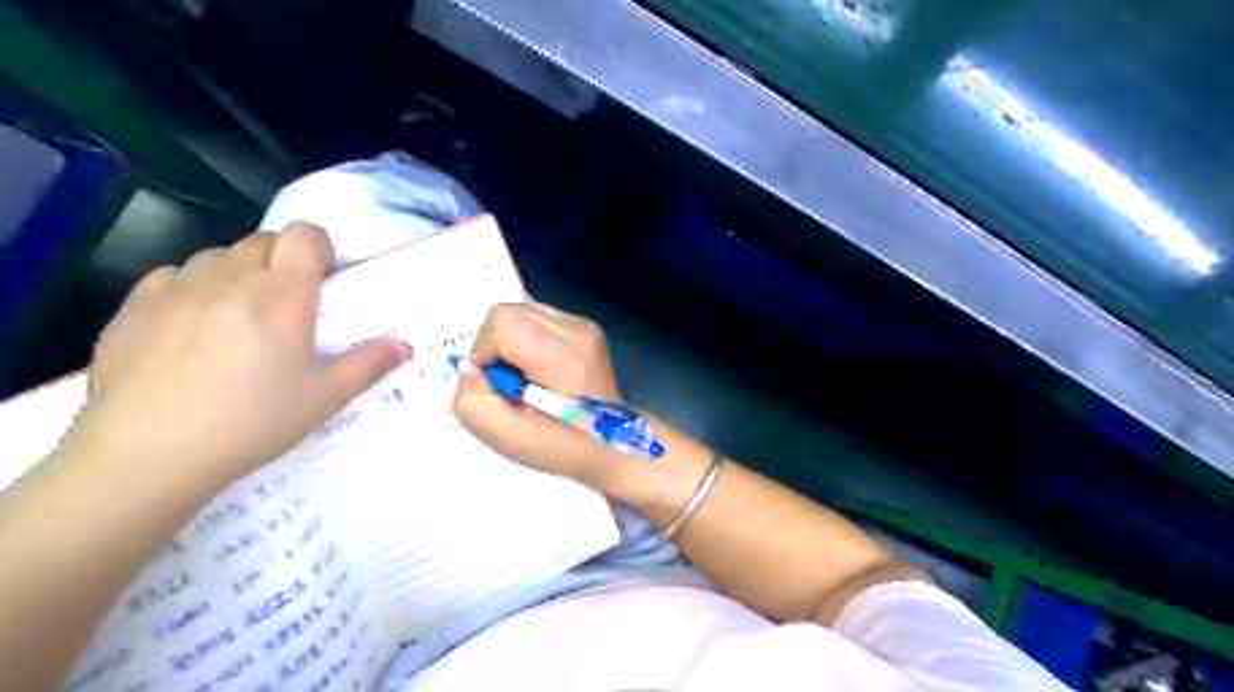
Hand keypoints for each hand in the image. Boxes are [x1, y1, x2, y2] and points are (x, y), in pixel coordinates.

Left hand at [61, 223, 408, 489]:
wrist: (148, 454)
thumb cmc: (253, 421)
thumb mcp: (325, 397)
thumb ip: (369, 364)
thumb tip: (404, 346)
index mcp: (282, 296)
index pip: (304, 235)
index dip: (318, 247)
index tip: (322, 278)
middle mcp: (230, 279)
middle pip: (261, 241)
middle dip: (280, 261)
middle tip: (286, 304)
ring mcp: (176, 289)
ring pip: (216, 257)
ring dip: (236, 273)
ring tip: (238, 315)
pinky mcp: (133, 307)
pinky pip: (171, 276)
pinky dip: (190, 288)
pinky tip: (190, 327)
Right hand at [451, 302, 628, 486]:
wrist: (610, 443)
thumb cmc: (560, 446)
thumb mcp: (506, 438)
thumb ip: (472, 401)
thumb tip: (469, 366)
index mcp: (563, 359)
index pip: (503, 322)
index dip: (485, 351)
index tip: (497, 383)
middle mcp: (578, 332)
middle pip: (509, 311)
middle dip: (496, 345)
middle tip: (509, 381)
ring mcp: (585, 326)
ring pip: (522, 311)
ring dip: (512, 341)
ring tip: (526, 375)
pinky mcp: (587, 326)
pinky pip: (539, 317)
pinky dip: (528, 338)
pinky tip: (541, 367)